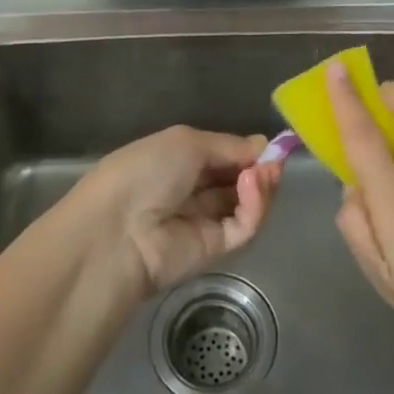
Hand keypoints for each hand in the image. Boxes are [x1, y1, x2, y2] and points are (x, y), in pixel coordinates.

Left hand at [69, 126, 282, 295]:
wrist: (118, 229)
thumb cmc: (145, 171)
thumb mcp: (186, 142)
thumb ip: (228, 145)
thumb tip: (262, 146)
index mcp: (177, 162)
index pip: (222, 156)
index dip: (247, 151)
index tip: (271, 146)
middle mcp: (191, 191)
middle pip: (238, 180)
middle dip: (259, 167)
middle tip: (275, 161)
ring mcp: (204, 222)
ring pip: (246, 204)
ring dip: (262, 185)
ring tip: (265, 173)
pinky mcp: (215, 250)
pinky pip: (244, 226)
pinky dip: (255, 206)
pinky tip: (252, 187)